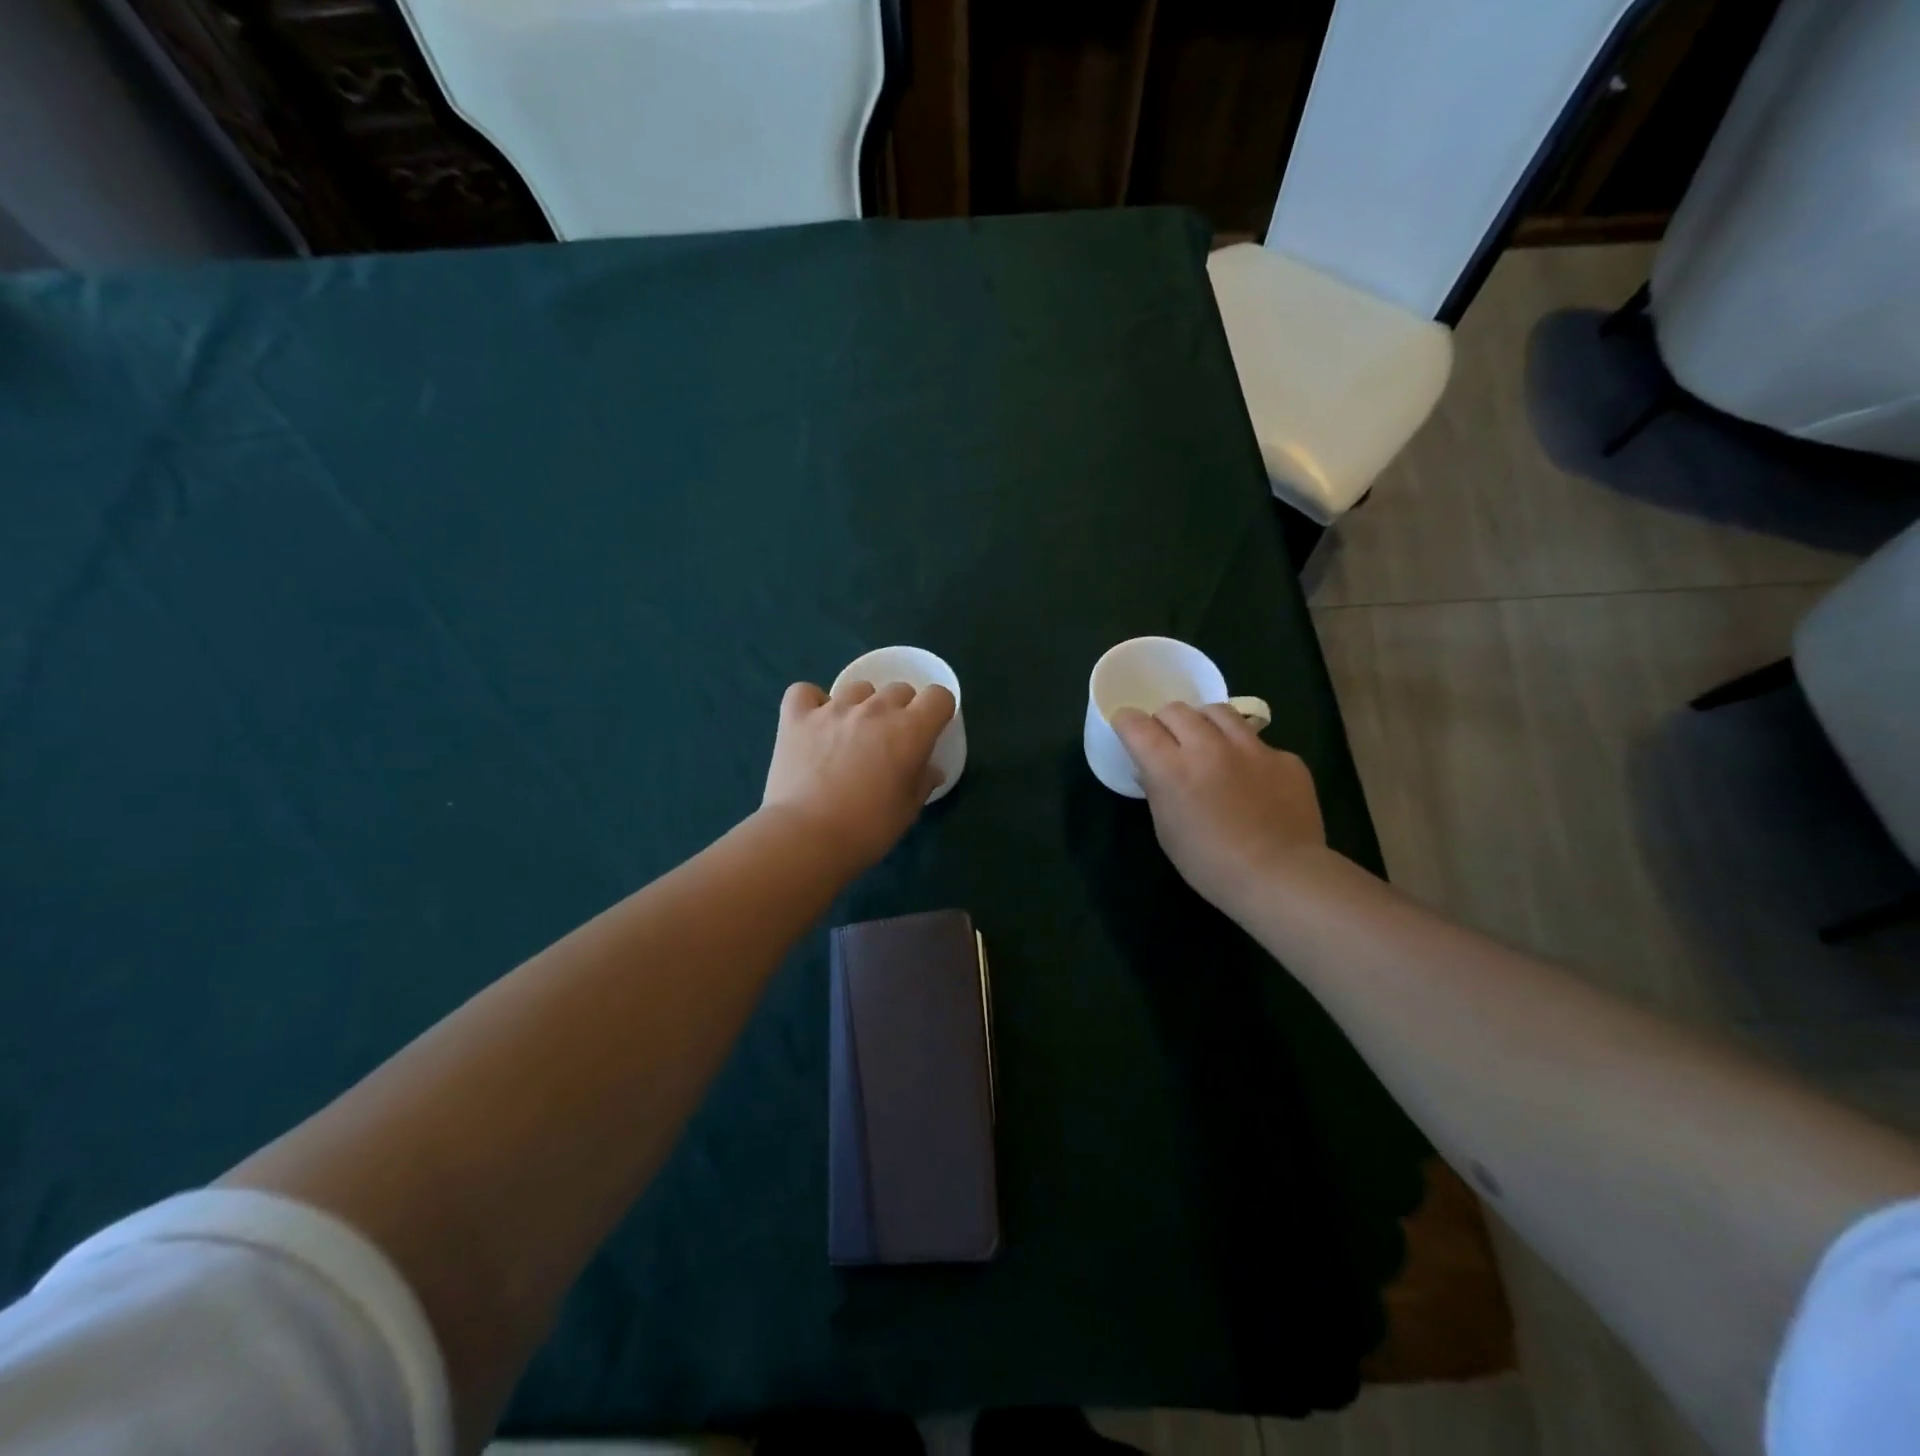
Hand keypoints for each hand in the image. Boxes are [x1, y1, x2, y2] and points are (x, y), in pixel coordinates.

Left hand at [762, 679, 955, 868]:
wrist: (806, 836)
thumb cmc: (867, 828)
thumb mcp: (908, 811)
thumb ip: (923, 782)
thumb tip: (930, 769)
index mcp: (910, 730)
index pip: (939, 696)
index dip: (938, 710)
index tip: (930, 730)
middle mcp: (874, 710)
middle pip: (899, 689)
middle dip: (901, 709)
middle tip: (890, 741)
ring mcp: (833, 709)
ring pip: (858, 688)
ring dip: (862, 705)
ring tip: (851, 734)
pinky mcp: (797, 717)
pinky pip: (806, 692)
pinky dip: (812, 702)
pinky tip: (813, 723)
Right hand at [1111, 702, 1325, 911]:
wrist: (1281, 876)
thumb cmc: (1210, 864)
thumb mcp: (1167, 830)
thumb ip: (1157, 791)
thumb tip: (1152, 771)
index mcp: (1172, 768)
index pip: (1136, 725)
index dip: (1126, 723)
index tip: (1126, 729)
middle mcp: (1209, 747)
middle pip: (1176, 710)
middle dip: (1164, 721)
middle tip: (1168, 742)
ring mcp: (1252, 748)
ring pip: (1218, 712)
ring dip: (1204, 723)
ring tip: (1207, 742)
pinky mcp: (1285, 758)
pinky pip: (1257, 742)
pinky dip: (1245, 752)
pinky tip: (1251, 777)